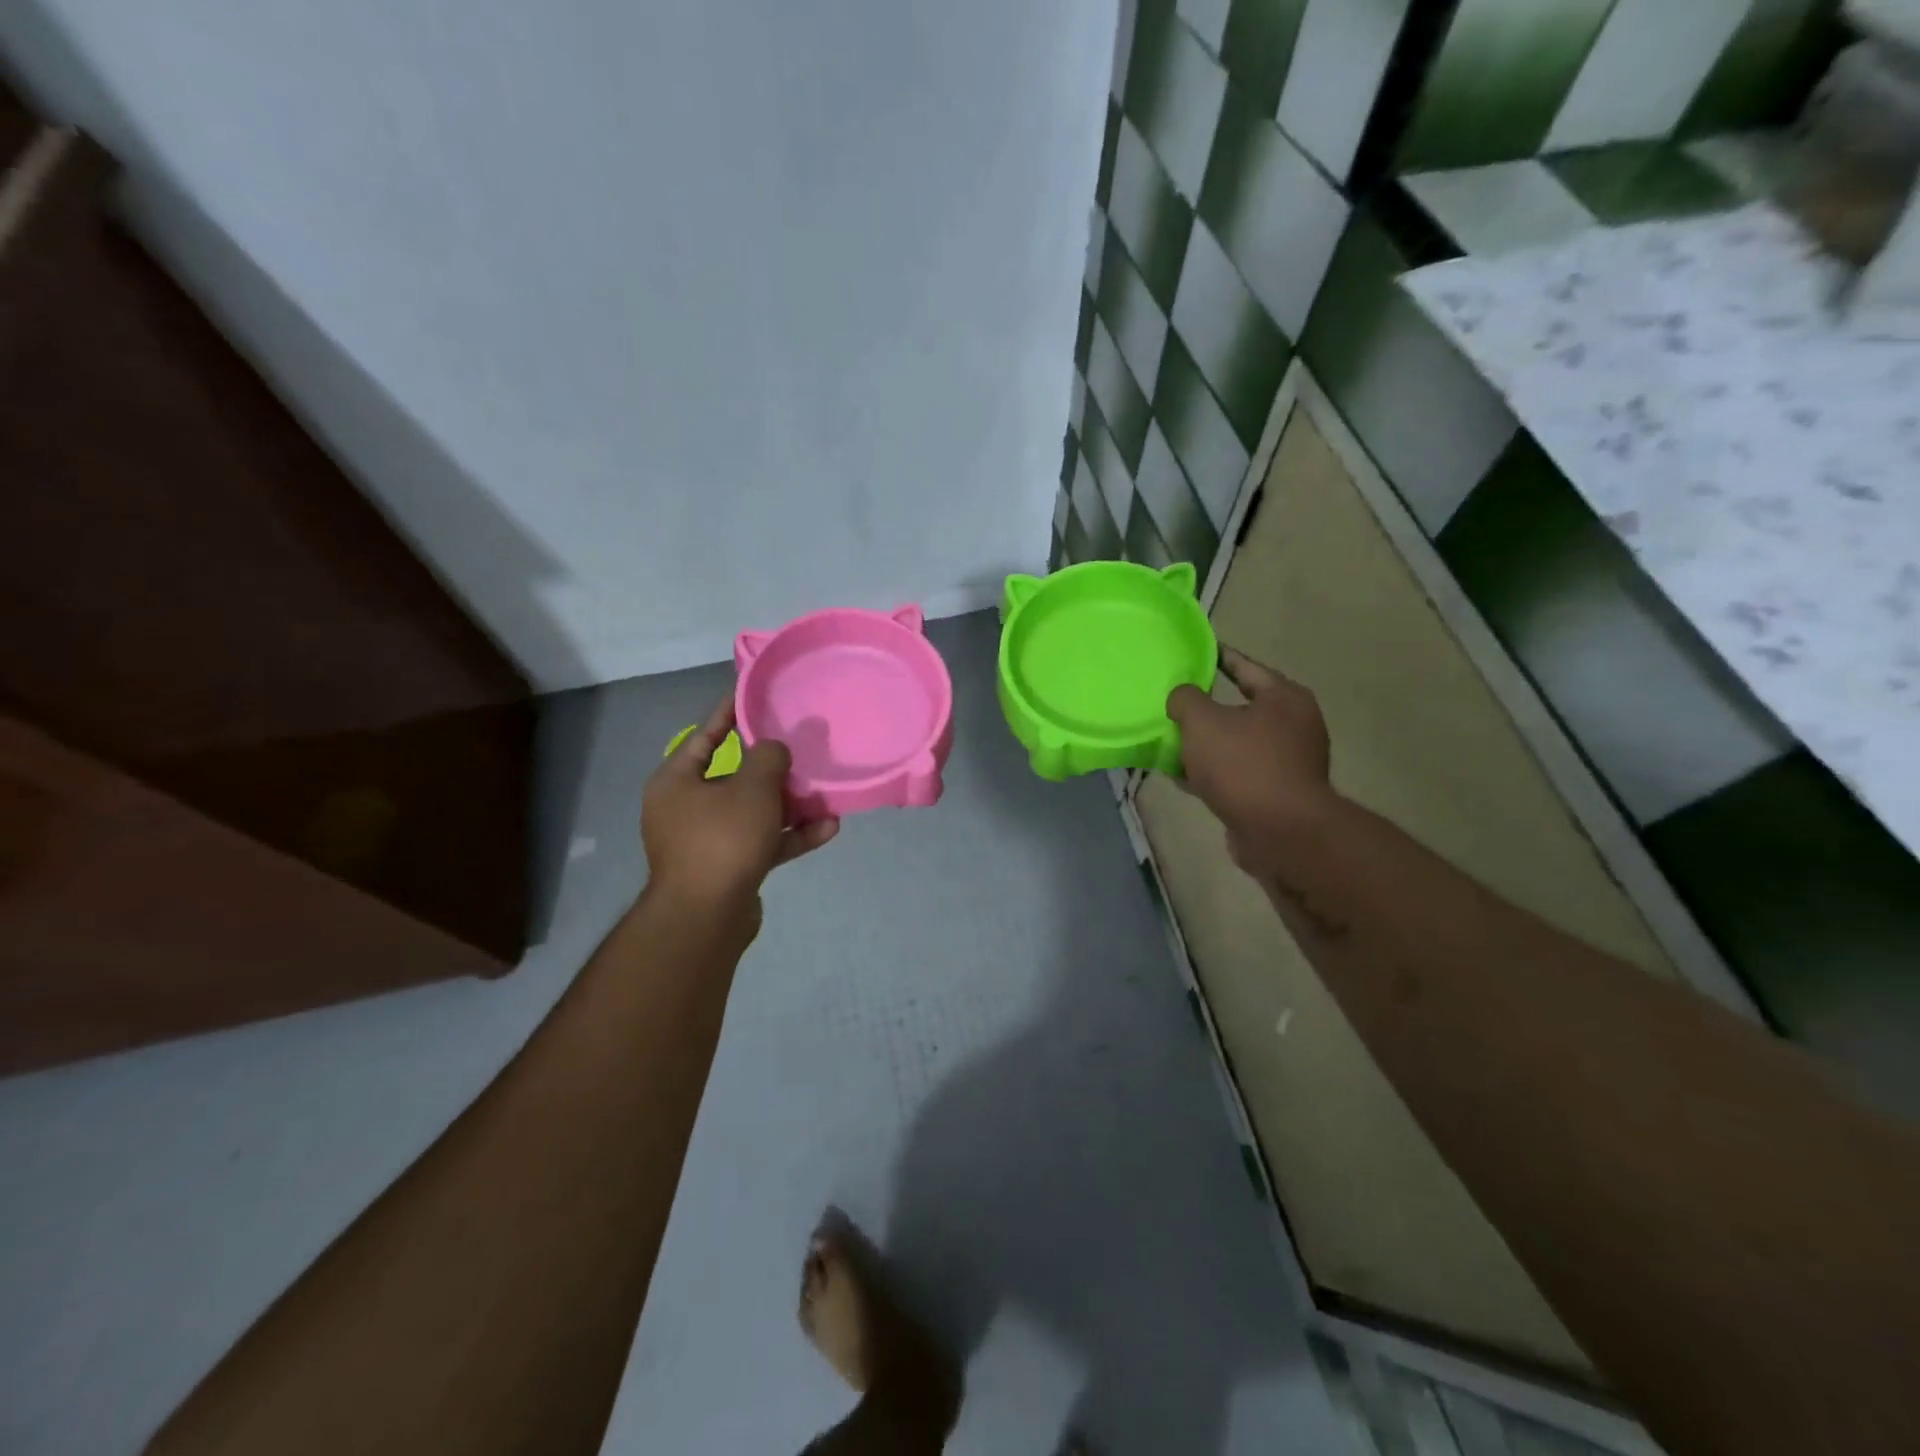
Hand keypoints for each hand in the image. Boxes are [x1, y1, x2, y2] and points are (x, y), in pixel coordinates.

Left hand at [641, 695, 838, 918]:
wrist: (707, 917)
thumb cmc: (722, 838)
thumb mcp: (752, 787)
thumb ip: (769, 757)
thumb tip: (775, 749)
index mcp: (676, 781)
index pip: (706, 734)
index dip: (732, 712)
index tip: (755, 692)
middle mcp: (685, 808)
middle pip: (734, 776)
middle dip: (772, 765)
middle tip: (801, 745)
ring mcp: (706, 841)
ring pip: (753, 811)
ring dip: (790, 804)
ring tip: (826, 791)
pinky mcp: (728, 868)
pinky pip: (762, 842)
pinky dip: (790, 834)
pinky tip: (828, 828)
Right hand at [1166, 647, 1334, 880]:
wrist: (1280, 832)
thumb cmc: (1244, 765)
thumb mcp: (1202, 722)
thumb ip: (1186, 699)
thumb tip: (1182, 697)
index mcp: (1284, 698)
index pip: (1245, 666)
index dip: (1216, 657)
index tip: (1192, 652)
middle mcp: (1294, 725)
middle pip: (1240, 707)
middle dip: (1205, 708)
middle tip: (1174, 702)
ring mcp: (1288, 762)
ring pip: (1235, 744)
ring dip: (1205, 745)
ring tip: (1171, 742)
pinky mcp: (1276, 793)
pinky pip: (1236, 773)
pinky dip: (1212, 773)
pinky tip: (1183, 778)